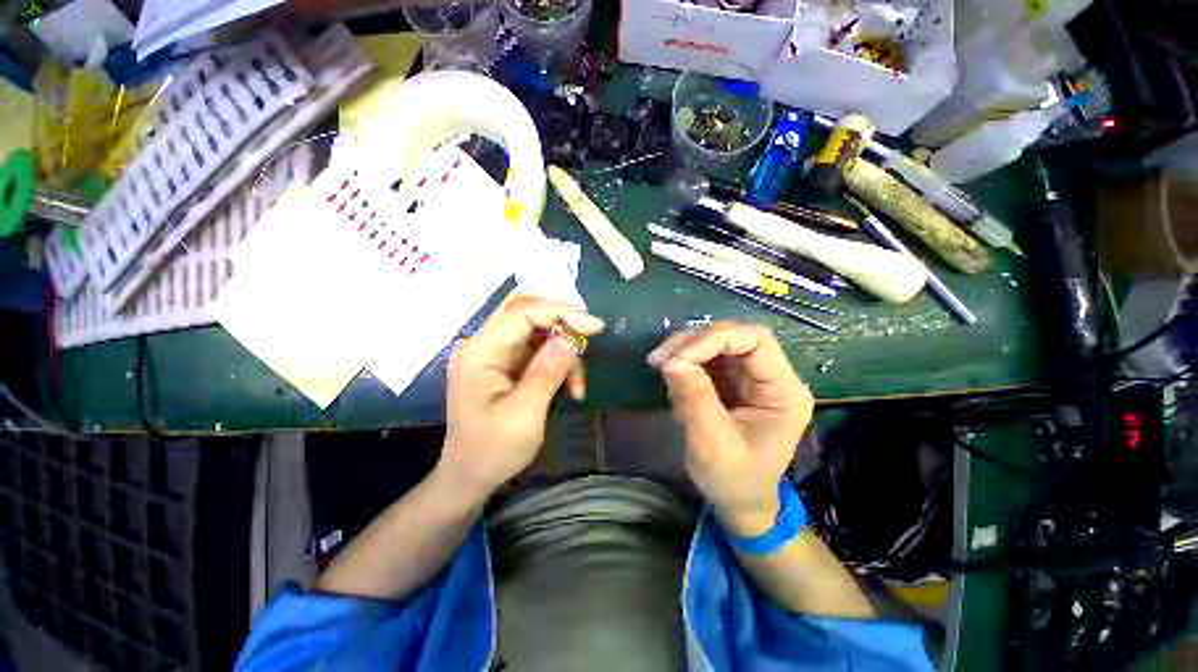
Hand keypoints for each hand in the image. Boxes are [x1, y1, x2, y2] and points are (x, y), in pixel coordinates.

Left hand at [441, 294, 604, 498]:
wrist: (471, 475)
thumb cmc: (493, 450)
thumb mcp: (525, 414)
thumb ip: (548, 371)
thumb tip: (572, 338)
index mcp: (479, 352)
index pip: (522, 312)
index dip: (561, 312)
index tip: (595, 326)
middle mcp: (485, 343)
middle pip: (526, 310)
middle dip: (562, 320)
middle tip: (588, 336)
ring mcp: (495, 351)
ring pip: (537, 327)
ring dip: (564, 347)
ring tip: (577, 382)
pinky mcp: (507, 362)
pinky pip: (539, 347)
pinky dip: (559, 361)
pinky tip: (571, 385)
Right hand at [648, 323, 812, 535]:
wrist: (740, 502)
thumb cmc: (734, 481)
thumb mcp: (712, 445)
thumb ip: (694, 399)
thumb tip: (671, 360)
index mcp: (784, 392)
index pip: (756, 341)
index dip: (715, 339)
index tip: (677, 357)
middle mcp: (772, 377)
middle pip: (736, 337)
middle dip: (695, 341)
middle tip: (661, 357)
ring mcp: (752, 378)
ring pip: (719, 343)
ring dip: (686, 347)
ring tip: (659, 362)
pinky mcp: (733, 381)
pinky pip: (708, 358)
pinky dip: (686, 359)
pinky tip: (669, 371)